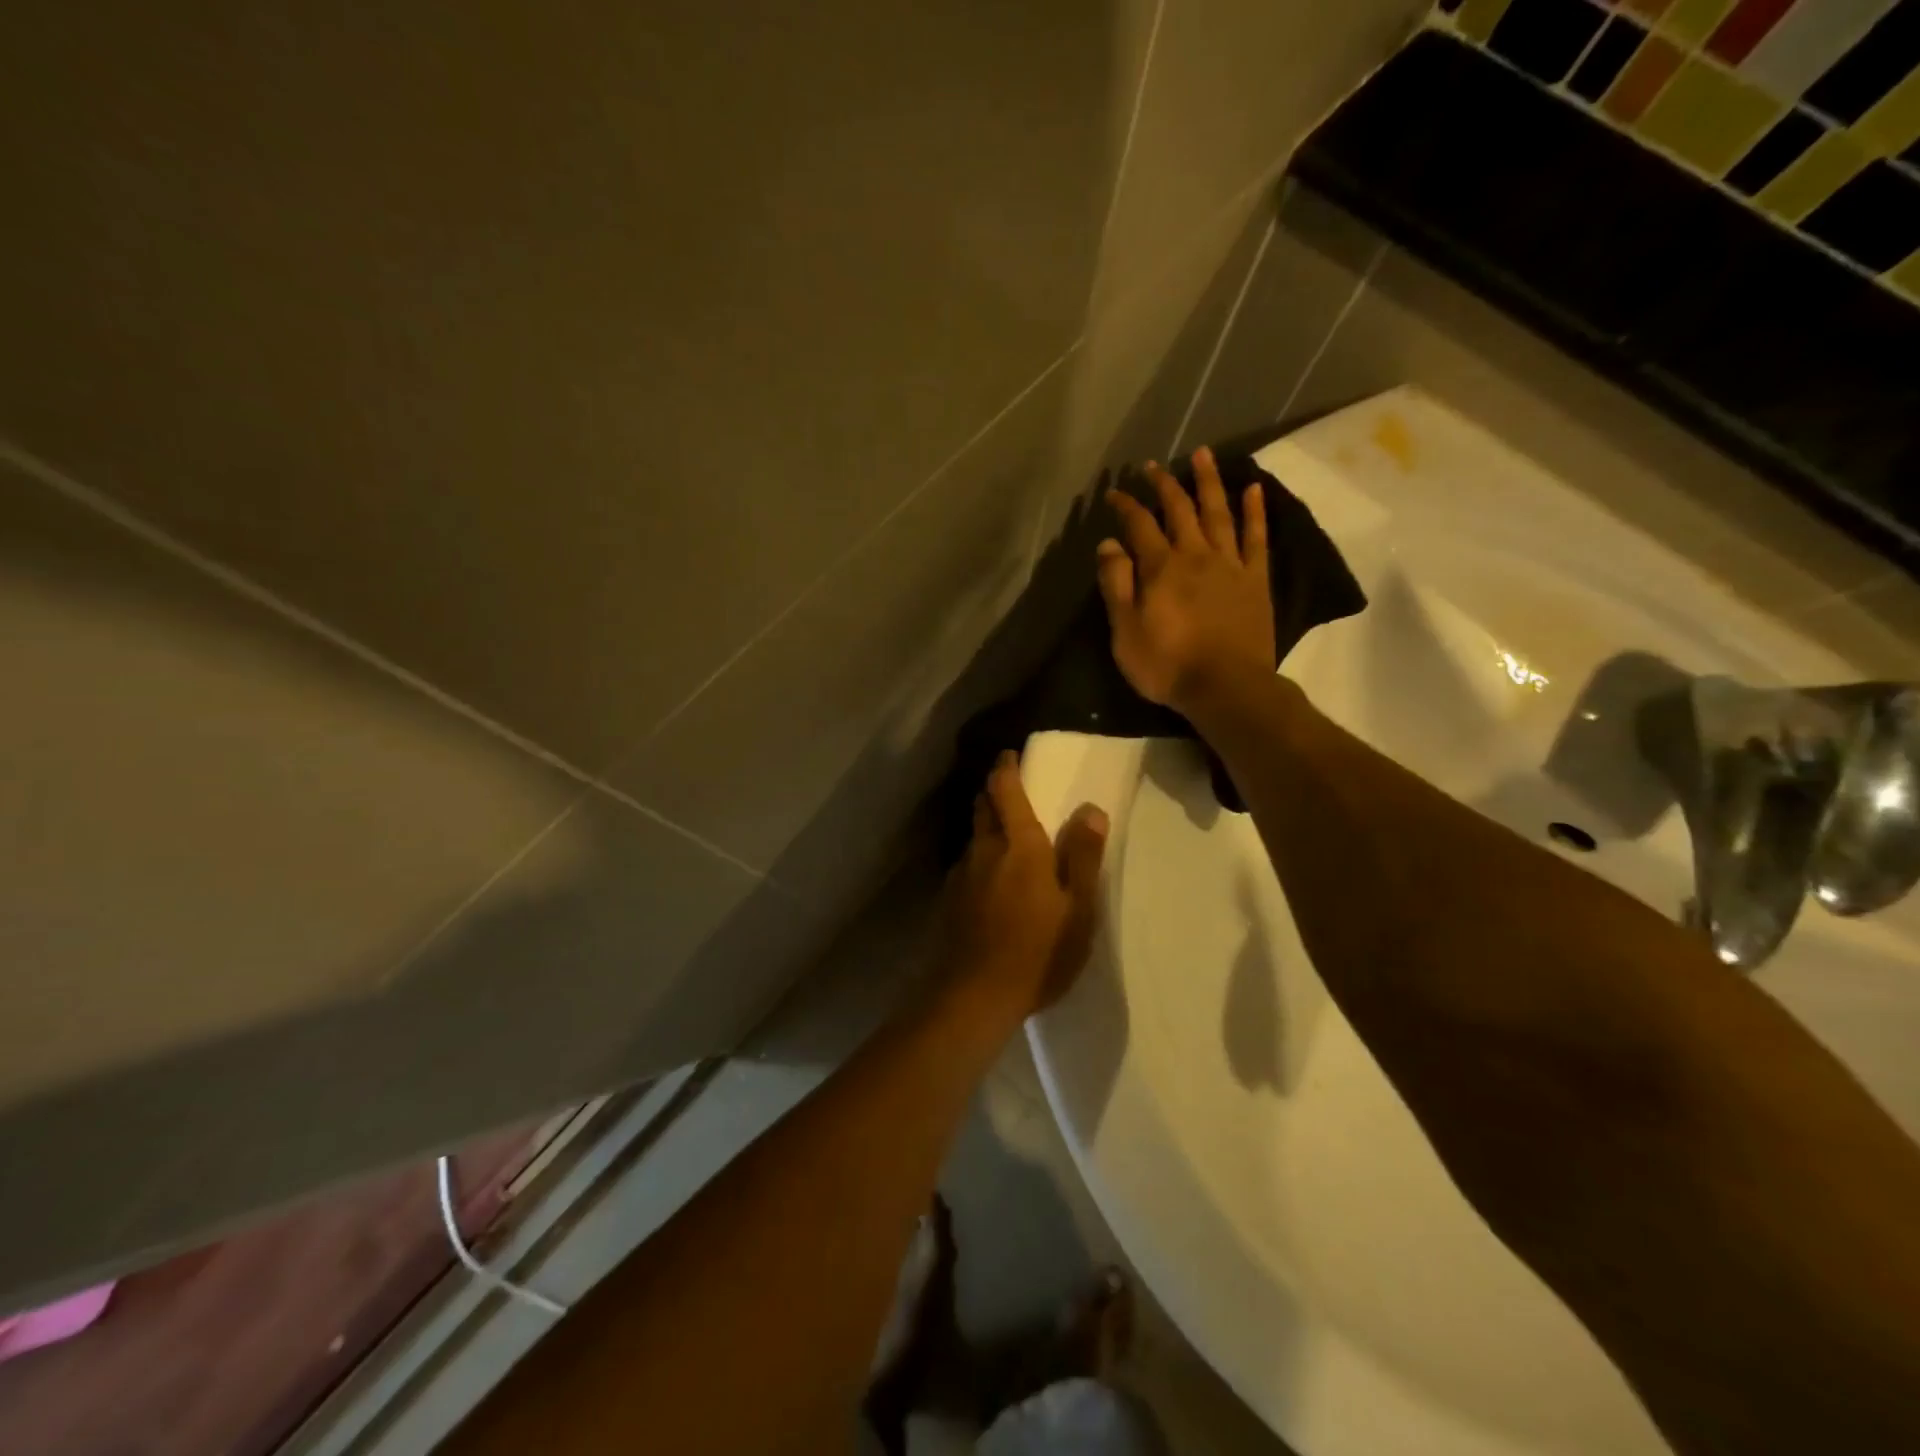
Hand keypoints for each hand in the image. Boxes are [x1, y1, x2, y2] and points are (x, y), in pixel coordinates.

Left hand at [943, 752, 1108, 1020]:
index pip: (1004, 790)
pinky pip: (966, 867)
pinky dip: (979, 861)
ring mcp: (960, 876)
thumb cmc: (1037, 952)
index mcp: (1018, 845)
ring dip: (986, 828)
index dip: (1006, 768)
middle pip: (982, 807)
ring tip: (1007, 842)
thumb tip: (1090, 808)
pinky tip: (991, 885)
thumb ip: (1082, 855)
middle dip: (993, 792)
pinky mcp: (948, 902)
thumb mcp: (1077, 908)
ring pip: (973, 838)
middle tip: (1010, 791)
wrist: (973, 997)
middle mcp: (983, 850)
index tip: (1010, 755)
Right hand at [1097, 447, 1273, 714]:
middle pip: (1179, 509)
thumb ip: (1116, 584)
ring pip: (1218, 513)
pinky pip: (1256, 537)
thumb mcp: (1125, 631)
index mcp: (1161, 567)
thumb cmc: (1167, 665)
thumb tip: (1109, 543)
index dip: (1126, 505)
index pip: (1139, 524)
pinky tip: (1253, 489)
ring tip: (1202, 455)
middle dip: (1163, 485)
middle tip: (1152, 466)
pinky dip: (1254, 511)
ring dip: (1209, 482)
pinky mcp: (1255, 579)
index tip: (1114, 492)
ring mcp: (1230, 564)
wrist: (1226, 687)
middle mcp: (1195, 555)